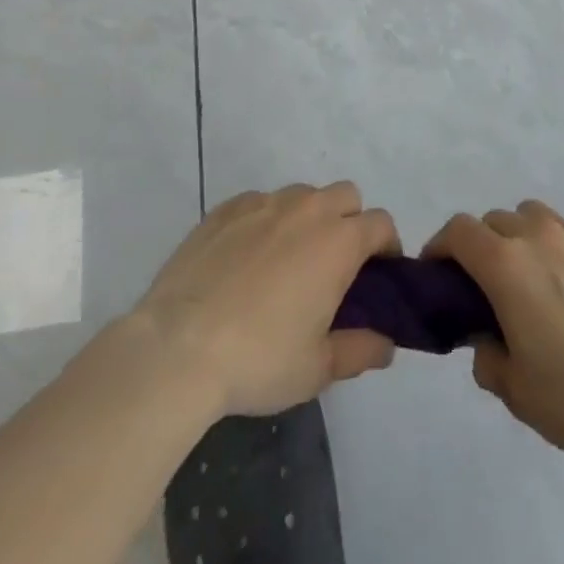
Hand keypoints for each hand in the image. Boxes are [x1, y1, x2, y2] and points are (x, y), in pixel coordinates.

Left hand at [131, 183, 400, 415]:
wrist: (177, 348)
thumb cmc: (259, 358)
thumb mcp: (317, 369)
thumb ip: (360, 351)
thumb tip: (386, 345)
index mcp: (339, 241)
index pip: (381, 223)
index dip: (386, 246)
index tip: (378, 274)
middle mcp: (308, 209)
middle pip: (346, 196)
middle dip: (350, 221)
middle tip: (334, 265)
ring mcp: (264, 203)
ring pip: (302, 195)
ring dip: (308, 218)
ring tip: (287, 261)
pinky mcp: (226, 209)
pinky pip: (260, 203)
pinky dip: (265, 221)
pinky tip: (246, 258)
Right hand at [425, 200, 563, 467]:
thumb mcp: (514, 390)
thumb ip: (487, 357)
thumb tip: (487, 339)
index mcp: (506, 264)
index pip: (459, 231)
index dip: (440, 246)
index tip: (436, 272)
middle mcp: (538, 237)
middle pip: (495, 219)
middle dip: (480, 244)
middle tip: (483, 285)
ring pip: (533, 216)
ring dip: (519, 236)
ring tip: (528, 277)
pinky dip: (556, 248)